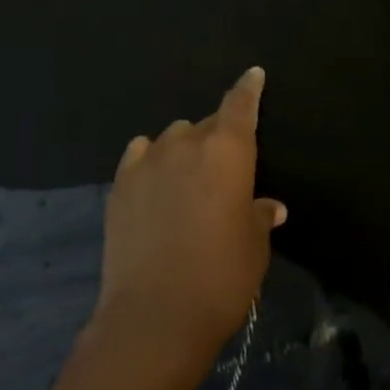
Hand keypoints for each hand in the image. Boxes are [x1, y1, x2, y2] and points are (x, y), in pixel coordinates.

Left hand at [92, 67, 285, 380]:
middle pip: (206, 124)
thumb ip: (259, 216)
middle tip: (222, 169)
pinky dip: (151, 160)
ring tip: (186, 180)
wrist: (154, 315)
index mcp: (228, 151)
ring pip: (172, 137)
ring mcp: (148, 160)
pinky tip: (154, 181)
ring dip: (183, 150)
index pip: (240, 104)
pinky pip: (140, 154)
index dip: (248, 88)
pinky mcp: (120, 183)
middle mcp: (187, 143)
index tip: (253, 74)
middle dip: (217, 138)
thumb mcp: (253, 248)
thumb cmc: (220, 278)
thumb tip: (268, 206)